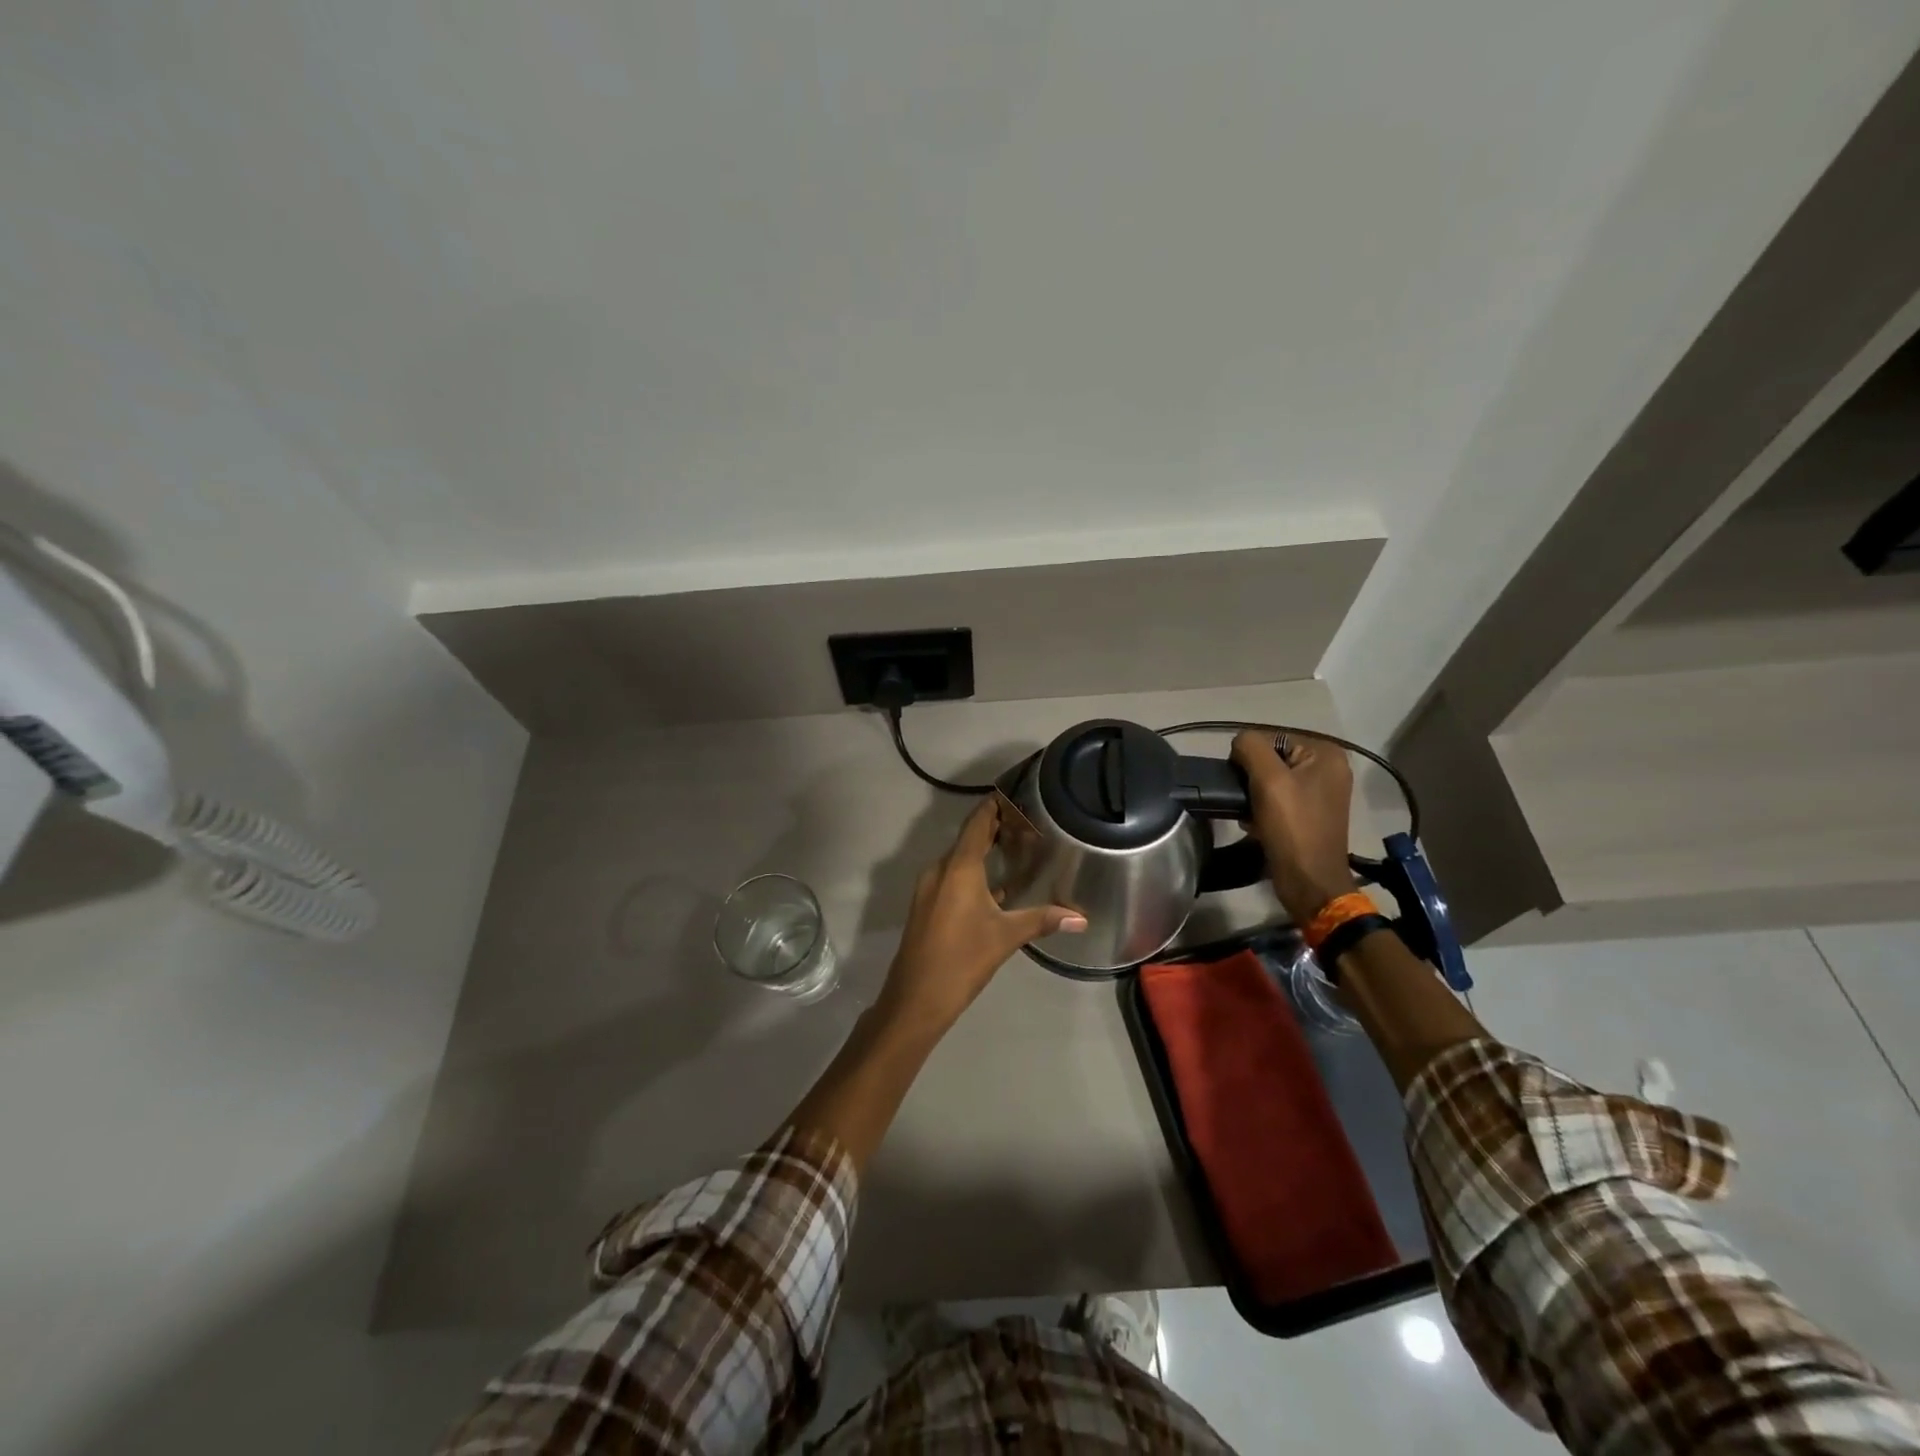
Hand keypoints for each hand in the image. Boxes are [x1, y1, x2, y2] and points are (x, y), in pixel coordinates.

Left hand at [876, 797, 1086, 1038]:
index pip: (977, 823)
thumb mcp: (1006, 937)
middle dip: (994, 828)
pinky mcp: (926, 905)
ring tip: (1015, 848)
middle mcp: (939, 869)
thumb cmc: (962, 959)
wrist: (915, 998)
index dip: (994, 806)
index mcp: (958, 867)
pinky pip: (952, 877)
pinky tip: (995, 885)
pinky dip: (973, 872)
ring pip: (959, 859)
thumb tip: (1081, 917)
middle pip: (968, 838)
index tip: (1014, 793)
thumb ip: (1042, 920)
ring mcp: (929, 888)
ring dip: (983, 851)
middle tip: (1026, 822)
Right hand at [1231, 729, 1358, 923]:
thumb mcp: (1268, 779)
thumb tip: (1239, 743)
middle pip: (1271, 759)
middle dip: (1252, 779)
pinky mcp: (1311, 814)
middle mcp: (1329, 768)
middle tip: (1246, 802)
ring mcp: (1321, 792)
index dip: (1250, 759)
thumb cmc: (1292, 827)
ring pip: (1271, 780)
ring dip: (1254, 796)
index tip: (1245, 785)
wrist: (1309, 881)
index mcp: (1326, 753)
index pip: (1271, 738)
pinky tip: (1256, 825)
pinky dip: (1262, 809)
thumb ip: (1250, 747)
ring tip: (1250, 816)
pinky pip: (1277, 799)